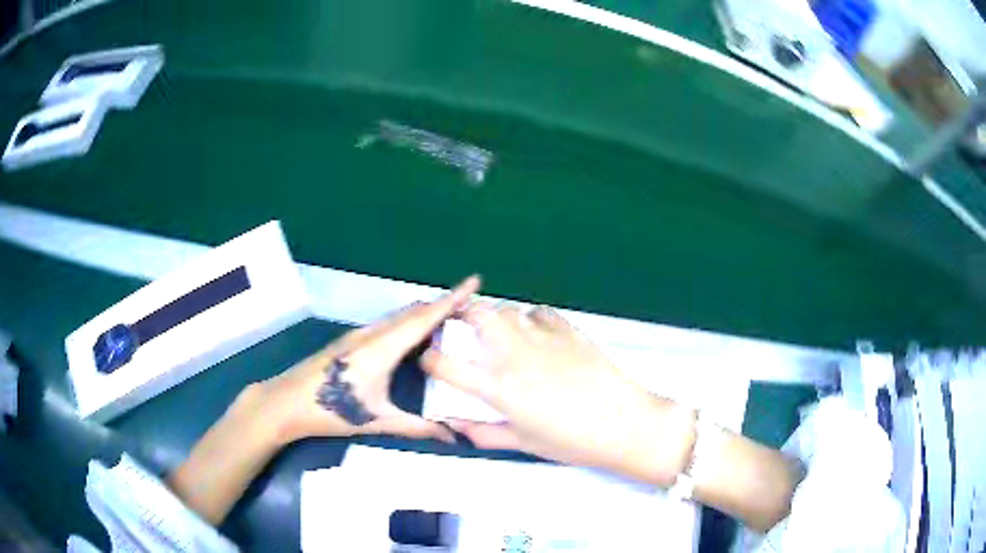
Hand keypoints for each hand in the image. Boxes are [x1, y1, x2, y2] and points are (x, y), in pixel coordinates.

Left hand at [256, 275, 480, 445]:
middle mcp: (372, 334)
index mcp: (382, 348)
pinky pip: (387, 324)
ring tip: (449, 319)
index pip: (424, 318)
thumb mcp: (376, 420)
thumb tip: (453, 437)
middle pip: (413, 312)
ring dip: (424, 313)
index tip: (474, 281)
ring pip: (399, 317)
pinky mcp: (350, 341)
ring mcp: (358, 335)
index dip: (451, 299)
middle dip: (443, 305)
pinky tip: (412, 337)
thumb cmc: (330, 410)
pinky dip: (408, 323)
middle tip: (470, 307)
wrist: (286, 402)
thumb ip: (417, 428)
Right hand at [422, 303, 695, 483]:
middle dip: (462, 318)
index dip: (430, 360)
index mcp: (498, 387)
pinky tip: (538, 336)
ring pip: (506, 309)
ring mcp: (541, 337)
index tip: (431, 361)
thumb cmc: (571, 441)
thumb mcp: (523, 443)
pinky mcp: (567, 328)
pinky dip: (530, 320)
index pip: (446, 364)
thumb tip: (456, 427)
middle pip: (476, 314)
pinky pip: (538, 312)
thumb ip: (484, 433)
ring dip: (496, 319)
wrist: (623, 422)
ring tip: (502, 336)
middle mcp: (513, 355)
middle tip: (464, 333)